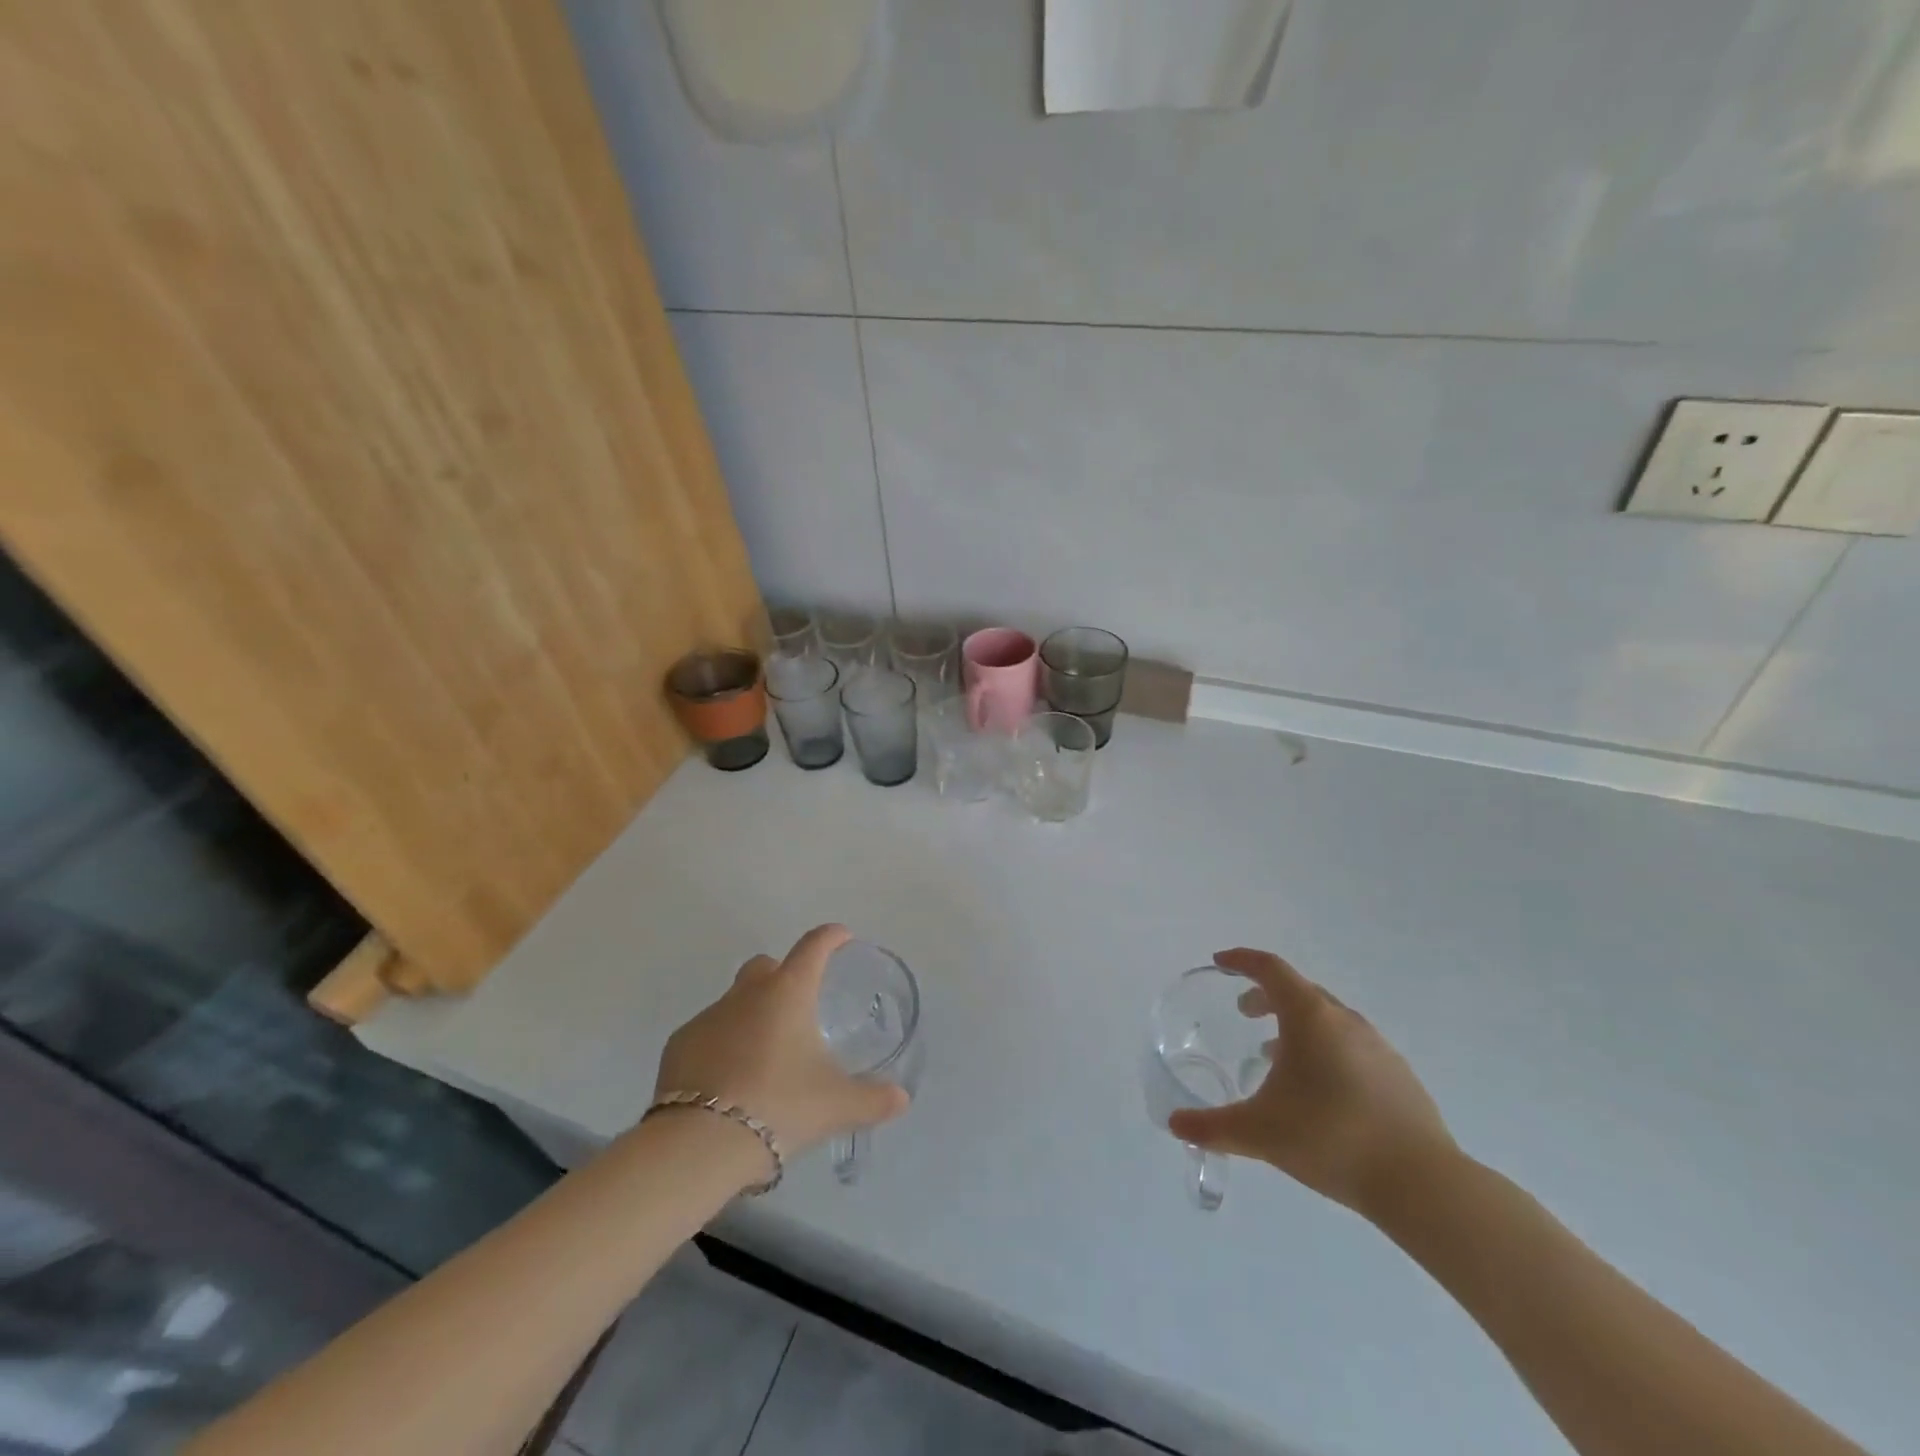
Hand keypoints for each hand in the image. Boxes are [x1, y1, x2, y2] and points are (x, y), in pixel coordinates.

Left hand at [653, 924, 908, 1163]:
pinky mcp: (679, 1045)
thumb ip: (873, 1099)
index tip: (842, 936)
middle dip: (783, 975)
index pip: (814, 946)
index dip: (830, 937)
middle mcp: (746, 993)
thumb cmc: (779, 1106)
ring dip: (751, 1016)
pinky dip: (721, 1046)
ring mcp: (708, 1017)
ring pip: (734, 1002)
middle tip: (799, 1008)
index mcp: (788, 992)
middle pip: (766, 966)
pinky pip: (707, 1034)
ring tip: (765, 1058)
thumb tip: (901, 1098)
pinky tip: (729, 1080)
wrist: (700, 1143)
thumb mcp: (836, 1105)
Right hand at [1167, 948, 1455, 1218]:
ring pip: (1328, 1019)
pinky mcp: (1399, 1076)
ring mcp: (1378, 1047)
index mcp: (1310, 1018)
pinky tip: (1319, 1089)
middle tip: (1244, 1012)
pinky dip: (1325, 1049)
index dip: (1242, 960)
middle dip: (1266, 994)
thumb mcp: (1259, 1133)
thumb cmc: (1331, 1139)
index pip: (1271, 969)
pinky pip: (1351, 1045)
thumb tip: (1175, 1125)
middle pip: (1299, 990)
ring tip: (1276, 1054)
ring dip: (1296, 1024)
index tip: (1220, 962)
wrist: (1422, 1184)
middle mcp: (1345, 1021)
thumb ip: (1212, 1127)